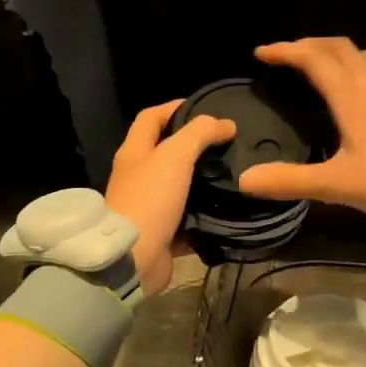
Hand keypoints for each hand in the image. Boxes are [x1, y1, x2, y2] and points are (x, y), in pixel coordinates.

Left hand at [105, 101, 235, 294]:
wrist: (132, 259)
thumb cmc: (150, 199)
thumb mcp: (175, 156)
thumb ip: (200, 134)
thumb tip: (226, 123)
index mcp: (134, 152)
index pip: (151, 117)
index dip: (175, 107)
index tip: (206, 107)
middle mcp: (138, 176)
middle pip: (166, 152)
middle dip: (194, 145)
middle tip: (226, 142)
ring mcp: (148, 206)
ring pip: (179, 185)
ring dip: (203, 179)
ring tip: (233, 173)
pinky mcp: (161, 232)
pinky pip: (187, 217)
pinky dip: (205, 213)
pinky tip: (228, 208)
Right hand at [238, 38, 365, 224]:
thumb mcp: (337, 185)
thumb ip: (290, 181)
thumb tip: (245, 180)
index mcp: (352, 97)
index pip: (314, 59)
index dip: (286, 51)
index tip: (261, 53)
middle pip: (340, 48)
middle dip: (310, 45)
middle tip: (288, 55)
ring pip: (362, 58)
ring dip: (336, 54)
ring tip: (318, 66)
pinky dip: (354, 70)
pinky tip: (353, 95)